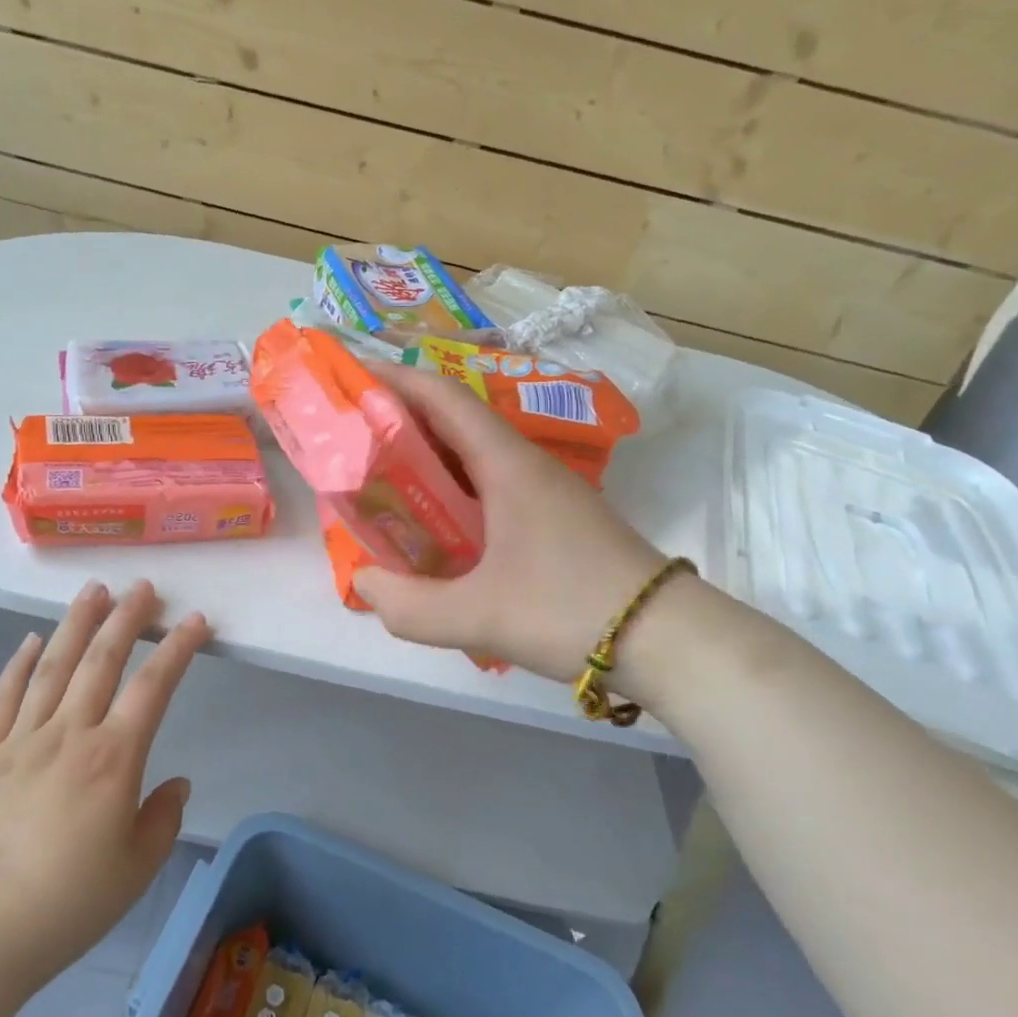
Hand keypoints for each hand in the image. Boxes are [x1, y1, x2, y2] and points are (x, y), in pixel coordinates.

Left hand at [0, 579, 206, 1006]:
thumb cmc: (66, 906)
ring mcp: (20, 740)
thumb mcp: (135, 870)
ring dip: (77, 624)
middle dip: (126, 618)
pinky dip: (18, 664)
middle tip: (143, 586)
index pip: (153, 686)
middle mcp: (69, 734)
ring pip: (53, 666)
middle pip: (101, 660)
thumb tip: (175, 783)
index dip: (178, 648)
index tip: (195, 620)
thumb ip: (162, 819)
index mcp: (113, 758)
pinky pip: (3, 698)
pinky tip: (32, 640)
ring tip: (94, 590)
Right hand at [352, 364, 665, 679]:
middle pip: (454, 420)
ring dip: (426, 456)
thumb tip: (364, 583)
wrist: (668, 639)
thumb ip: (410, 606)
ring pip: (472, 454)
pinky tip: (433, 522)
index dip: (394, 380)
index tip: (350, 377)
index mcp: (507, 464)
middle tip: (350, 434)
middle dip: (400, 418)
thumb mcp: (479, 616)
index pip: (443, 397)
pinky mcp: (553, 517)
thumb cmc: (571, 611)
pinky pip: (489, 485)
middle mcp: (525, 464)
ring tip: (379, 475)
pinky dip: (451, 489)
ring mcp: (544, 490)